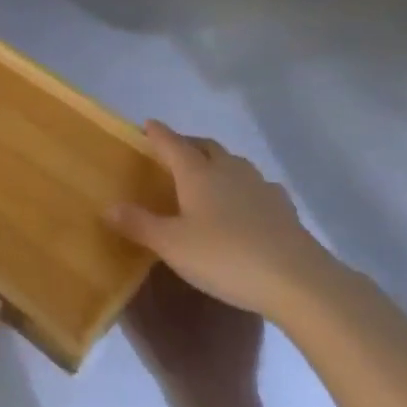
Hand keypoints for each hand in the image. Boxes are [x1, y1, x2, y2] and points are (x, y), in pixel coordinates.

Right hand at [108, 120, 339, 319]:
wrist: (298, 281)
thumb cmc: (225, 257)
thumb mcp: (172, 245)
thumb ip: (139, 224)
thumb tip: (108, 206)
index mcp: (198, 174)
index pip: (172, 144)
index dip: (158, 134)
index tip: (147, 124)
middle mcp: (229, 171)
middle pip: (206, 147)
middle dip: (188, 144)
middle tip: (173, 150)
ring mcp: (261, 187)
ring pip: (234, 163)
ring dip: (217, 162)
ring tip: (207, 175)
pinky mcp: (284, 209)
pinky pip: (258, 187)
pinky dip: (244, 187)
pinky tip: (245, 203)